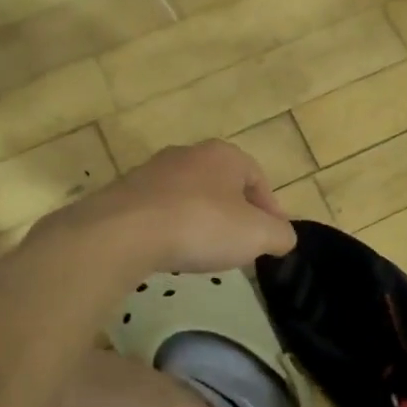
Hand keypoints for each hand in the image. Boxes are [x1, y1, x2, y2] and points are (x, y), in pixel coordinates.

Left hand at [67, 140, 297, 272]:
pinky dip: (171, 228)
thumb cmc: (201, 225)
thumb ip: (280, 235)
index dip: (270, 208)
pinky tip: (172, 252)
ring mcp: (151, 172)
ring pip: (189, 196)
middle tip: (242, 244)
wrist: (123, 233)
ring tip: (205, 251)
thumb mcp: (258, 235)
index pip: (258, 177)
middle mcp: (187, 154)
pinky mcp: (124, 194)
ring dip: (202, 220)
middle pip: (223, 185)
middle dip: (235, 213)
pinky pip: (160, 211)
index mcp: (224, 155)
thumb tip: (283, 237)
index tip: (272, 237)